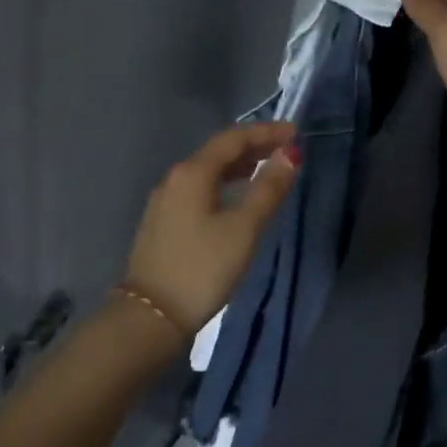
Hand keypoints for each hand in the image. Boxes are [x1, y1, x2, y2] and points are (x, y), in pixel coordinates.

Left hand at [123, 121, 299, 337]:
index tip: (295, 133)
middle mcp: (174, 179)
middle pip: (218, 152)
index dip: (266, 132)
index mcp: (192, 173)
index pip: (233, 139)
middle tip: (286, 150)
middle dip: (253, 147)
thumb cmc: (203, 268)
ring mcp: (164, 201)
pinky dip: (223, 184)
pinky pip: (198, 189)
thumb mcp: (244, 228)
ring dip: (238, 166)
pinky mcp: (162, 222)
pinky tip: (235, 198)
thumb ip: (268, 189)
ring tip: (266, 170)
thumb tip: (290, 154)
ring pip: (207, 171)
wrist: (151, 315)